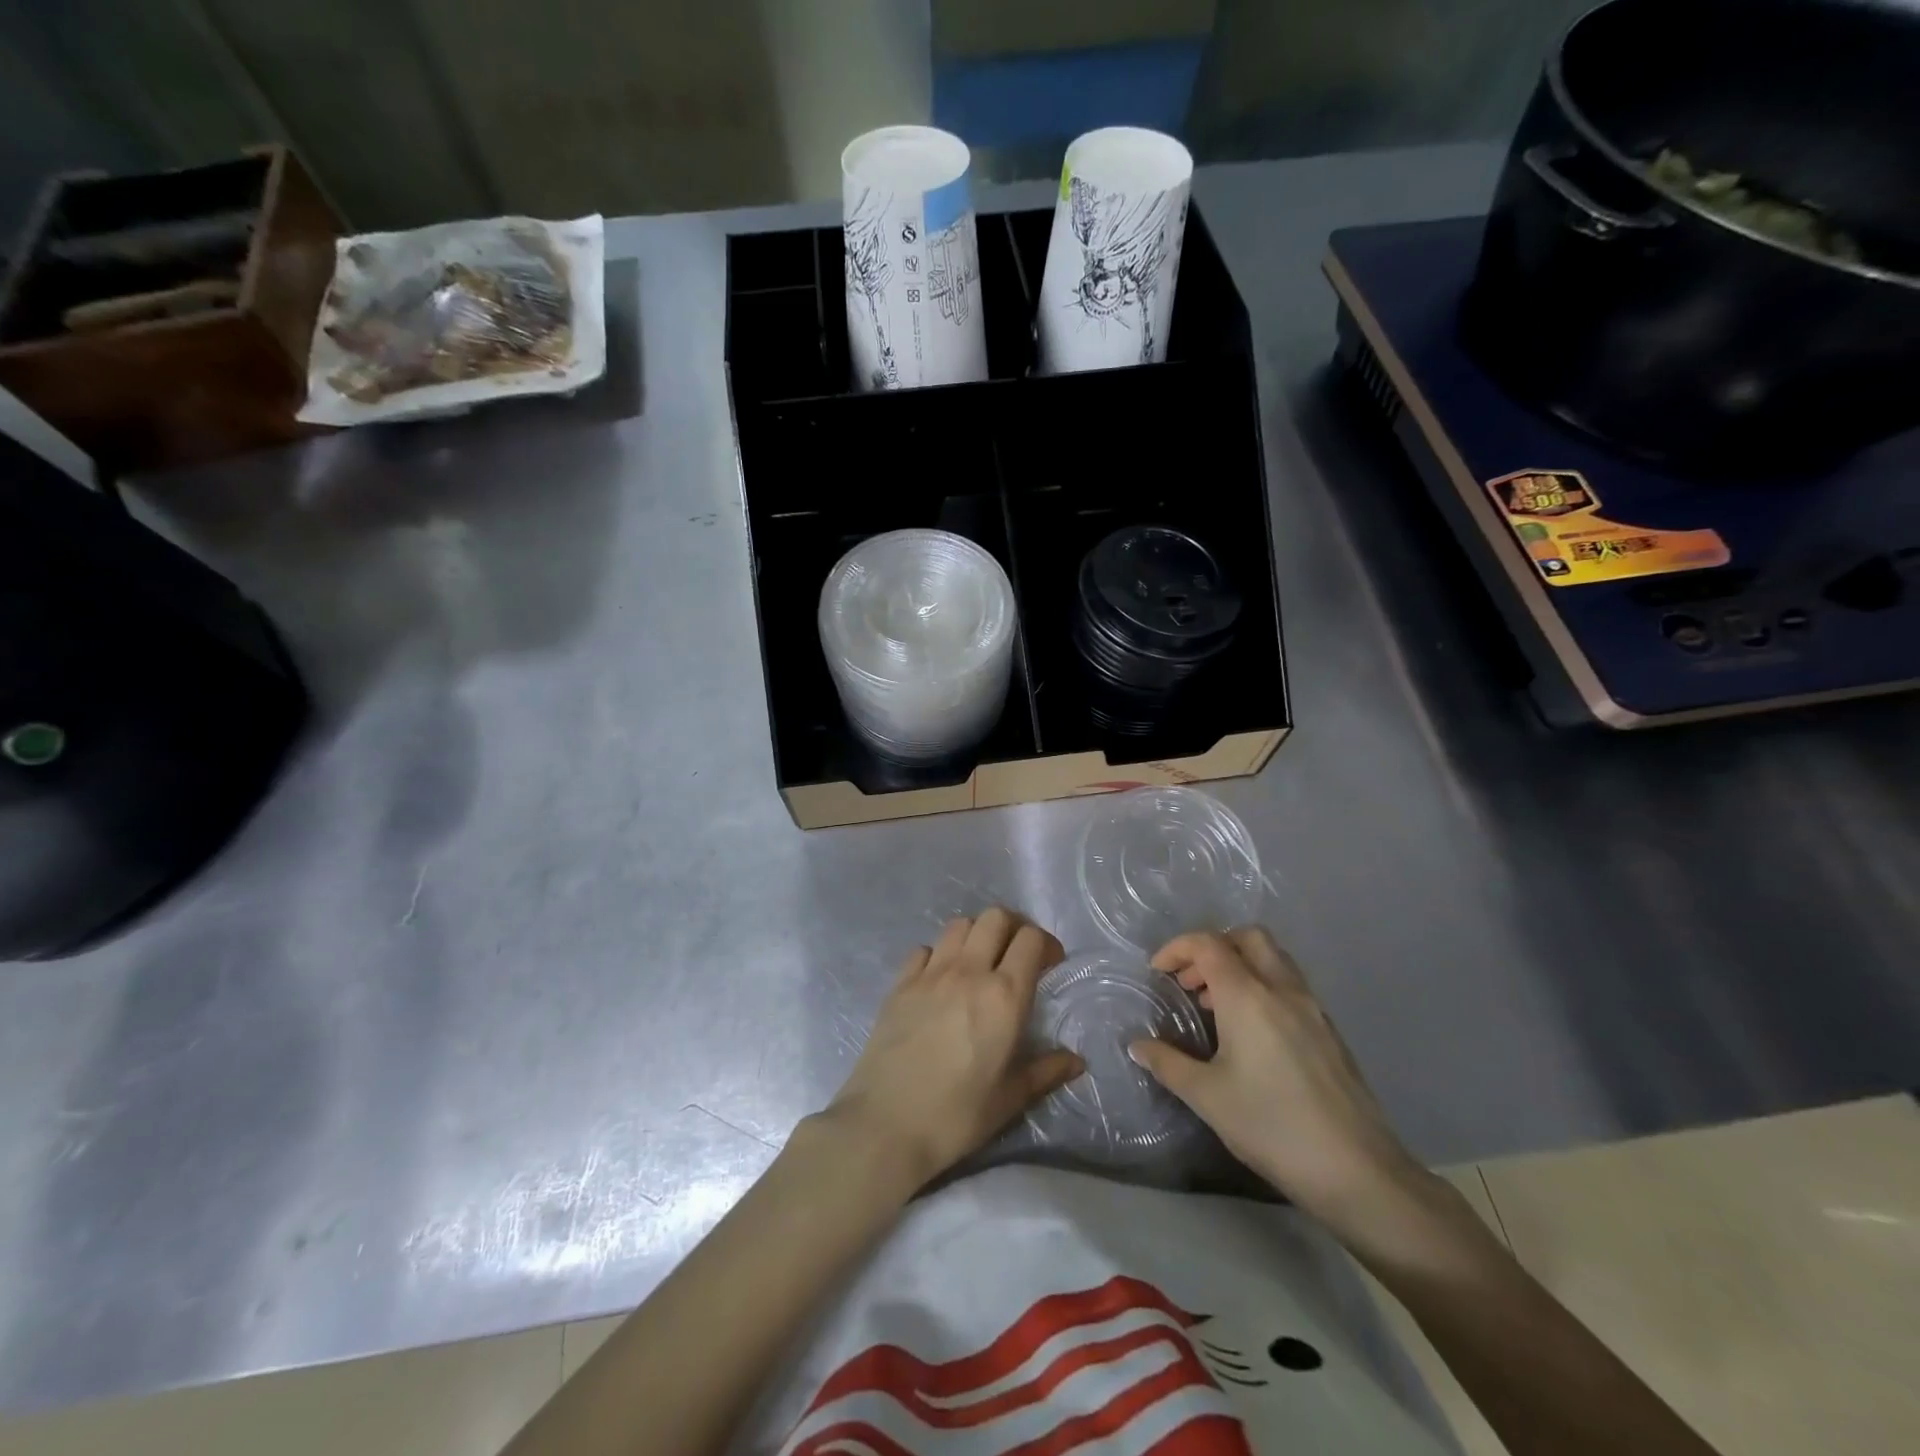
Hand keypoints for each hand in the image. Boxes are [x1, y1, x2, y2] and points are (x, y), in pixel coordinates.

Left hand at [828, 908, 1083, 1188]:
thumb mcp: (1010, 1098)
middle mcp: (969, 972)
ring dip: (977, 934)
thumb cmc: (957, 1115)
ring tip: (980, 962)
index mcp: (1004, 996)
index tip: (1049, 965)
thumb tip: (1076, 1060)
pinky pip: (925, 949)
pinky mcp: (900, 983)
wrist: (886, 1124)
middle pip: (996, 917)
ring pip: (960, 925)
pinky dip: (939, 954)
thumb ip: (1046, 1071)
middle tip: (1018, 955)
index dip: (1046, 944)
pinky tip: (940, 980)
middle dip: (1014, 928)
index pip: (1031, 939)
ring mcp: (930, 973)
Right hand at [1129, 928, 1435, 1252]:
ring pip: (1274, 959)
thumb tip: (1138, 1046)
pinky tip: (1251, 1033)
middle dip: (1213, 947)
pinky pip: (1290, 986)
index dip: (1177, 949)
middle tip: (1191, 982)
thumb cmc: (1272, 1126)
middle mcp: (1282, 989)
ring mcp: (1312, 1008)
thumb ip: (1168, 1063)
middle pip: (1248, 937)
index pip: (1208, 944)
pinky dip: (1263, 988)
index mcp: (1248, 996)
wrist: (1357, 1171)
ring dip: (1240, 966)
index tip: (1158, 973)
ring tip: (1216, 1008)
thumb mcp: (1207, 1097)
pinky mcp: (1330, 1031)